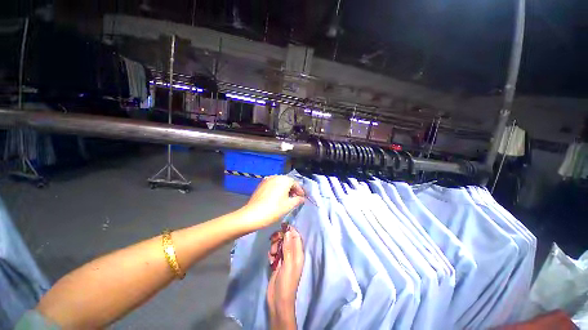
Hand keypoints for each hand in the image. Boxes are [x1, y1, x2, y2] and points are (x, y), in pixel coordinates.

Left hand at [241, 176, 304, 229]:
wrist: (252, 214)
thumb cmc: (274, 209)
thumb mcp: (289, 205)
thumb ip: (298, 200)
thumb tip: (301, 198)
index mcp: (284, 180)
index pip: (295, 183)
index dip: (300, 191)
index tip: (302, 198)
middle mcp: (276, 177)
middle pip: (287, 182)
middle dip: (292, 190)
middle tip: (295, 199)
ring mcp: (267, 180)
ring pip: (280, 183)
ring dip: (285, 190)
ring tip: (286, 199)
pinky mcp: (261, 185)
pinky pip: (272, 185)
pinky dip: (277, 190)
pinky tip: (277, 198)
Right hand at [267, 227, 303, 329]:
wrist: (278, 301)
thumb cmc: (286, 283)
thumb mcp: (288, 264)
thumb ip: (288, 247)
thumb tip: (288, 231)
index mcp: (298, 254)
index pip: (296, 236)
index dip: (290, 230)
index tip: (281, 227)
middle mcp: (292, 254)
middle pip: (286, 239)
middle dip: (280, 239)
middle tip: (274, 244)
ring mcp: (285, 258)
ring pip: (280, 245)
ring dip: (274, 247)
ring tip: (272, 255)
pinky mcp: (277, 263)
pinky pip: (274, 252)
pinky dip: (272, 254)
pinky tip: (270, 260)